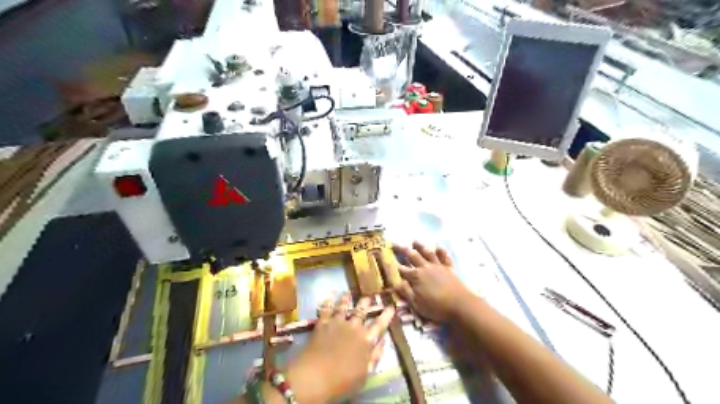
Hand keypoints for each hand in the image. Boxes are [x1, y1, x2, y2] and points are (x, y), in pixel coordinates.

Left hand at [284, 293, 392, 403]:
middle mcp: (353, 327)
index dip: (386, 315)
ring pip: (343, 307)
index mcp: (366, 340)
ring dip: (346, 299)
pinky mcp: (322, 324)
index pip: (379, 325)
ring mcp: (336, 323)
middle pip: (361, 311)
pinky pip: (325, 309)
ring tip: (348, 293)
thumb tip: (383, 341)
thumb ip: (375, 356)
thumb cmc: (342, 381)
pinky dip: (327, 302)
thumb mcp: (365, 374)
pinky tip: (329, 296)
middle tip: (368, 296)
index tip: (391, 306)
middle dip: (365, 303)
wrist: (315, 376)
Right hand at [393, 241, 473, 322]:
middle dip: (402, 250)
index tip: (388, 259)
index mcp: (416, 276)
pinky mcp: (449, 268)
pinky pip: (444, 257)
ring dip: (420, 246)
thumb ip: (406, 292)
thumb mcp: (416, 304)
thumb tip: (396, 282)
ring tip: (414, 241)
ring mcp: (438, 266)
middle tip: (395, 243)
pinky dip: (441, 251)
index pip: (402, 269)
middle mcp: (425, 268)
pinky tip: (438, 247)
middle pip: (412, 256)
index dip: (395, 265)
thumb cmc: (436, 307)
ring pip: (427, 253)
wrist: (461, 305)